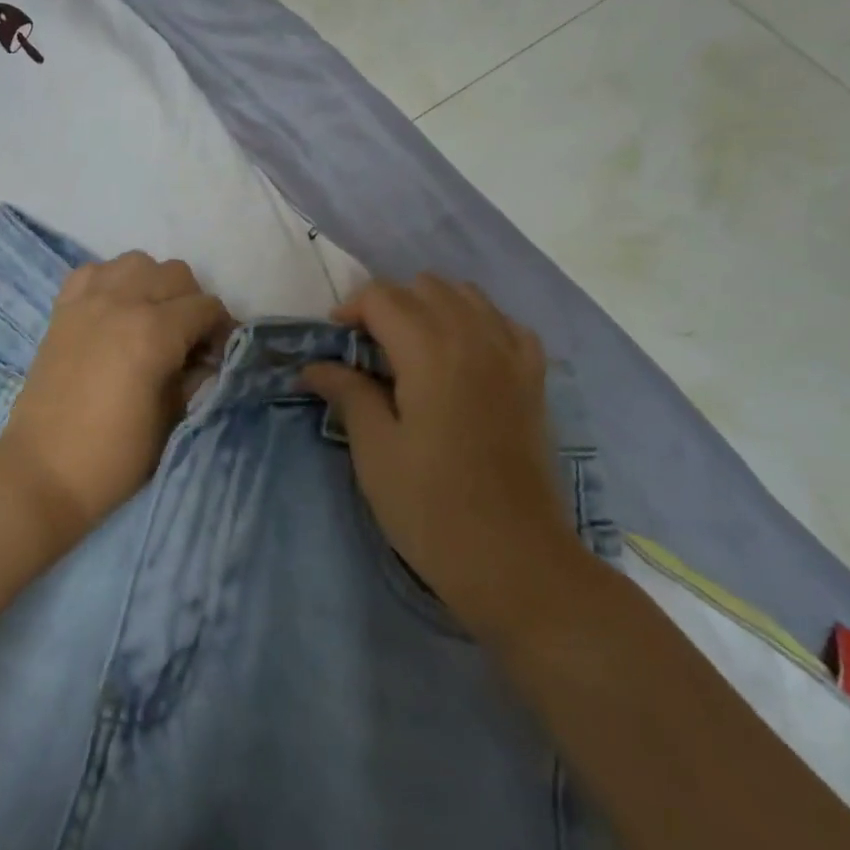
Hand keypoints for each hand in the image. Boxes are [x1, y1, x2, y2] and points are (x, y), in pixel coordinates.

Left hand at [0, 253, 233, 539]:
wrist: (44, 471)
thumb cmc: (115, 456)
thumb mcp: (172, 420)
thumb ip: (195, 378)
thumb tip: (208, 359)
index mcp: (153, 332)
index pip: (206, 307)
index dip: (221, 328)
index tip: (218, 354)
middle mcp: (122, 302)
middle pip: (175, 274)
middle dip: (191, 303)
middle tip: (187, 340)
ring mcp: (88, 301)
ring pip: (136, 262)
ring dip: (152, 284)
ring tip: (150, 319)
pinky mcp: (62, 309)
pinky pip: (94, 271)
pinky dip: (111, 282)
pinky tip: (114, 311)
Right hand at [302, 277, 591, 641]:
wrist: (515, 561)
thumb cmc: (431, 508)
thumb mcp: (375, 450)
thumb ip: (348, 392)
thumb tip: (315, 365)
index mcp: (430, 350)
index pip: (382, 296)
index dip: (349, 310)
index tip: (333, 346)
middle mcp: (475, 337)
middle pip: (424, 287)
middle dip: (387, 305)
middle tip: (365, 351)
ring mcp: (512, 356)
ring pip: (466, 295)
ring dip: (430, 307)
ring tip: (410, 349)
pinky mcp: (534, 380)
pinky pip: (505, 324)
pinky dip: (477, 323)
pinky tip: (463, 355)